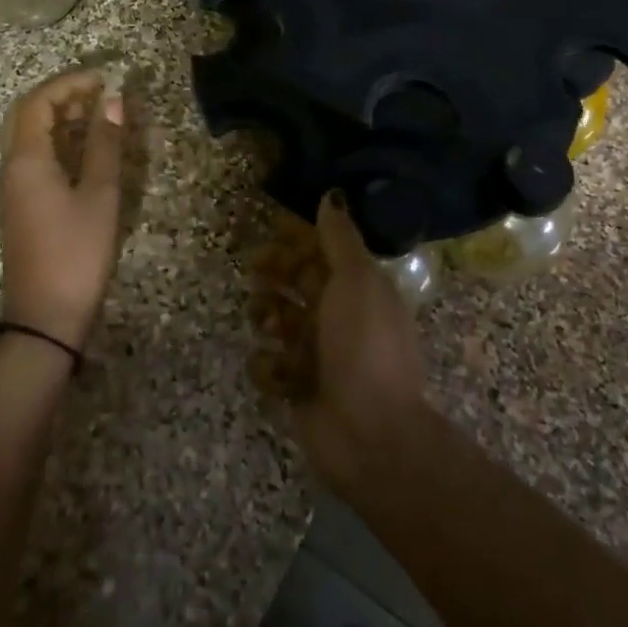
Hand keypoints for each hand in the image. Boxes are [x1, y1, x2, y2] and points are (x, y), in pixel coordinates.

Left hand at [0, 70, 126, 349]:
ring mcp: (13, 188)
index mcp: (26, 160)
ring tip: (97, 113)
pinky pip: (33, 158)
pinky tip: (84, 149)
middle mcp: (12, 167)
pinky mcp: (21, 206)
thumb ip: (106, 144)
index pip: (37, 102)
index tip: (103, 78)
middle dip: (59, 95)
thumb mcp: (99, 195)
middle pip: (26, 115)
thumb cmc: (76, 252)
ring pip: (28, 137)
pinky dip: (57, 141)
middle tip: (96, 91)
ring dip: (58, 118)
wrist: (44, 316)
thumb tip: (113, 100)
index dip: (68, 83)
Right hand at [292, 192, 431, 493]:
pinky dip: (269, 367)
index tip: (272, 230)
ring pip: (278, 320)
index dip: (297, 240)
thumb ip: (340, 238)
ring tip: (269, 326)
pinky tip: (279, 373)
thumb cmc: (364, 345)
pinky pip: (269, 366)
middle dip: (275, 273)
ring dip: (267, 316)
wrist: (370, 433)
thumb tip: (332, 194)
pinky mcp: (296, 388)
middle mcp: (337, 317)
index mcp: (358, 289)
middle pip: (296, 282)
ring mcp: (316, 354)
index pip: (321, 253)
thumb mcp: (357, 281)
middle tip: (257, 271)